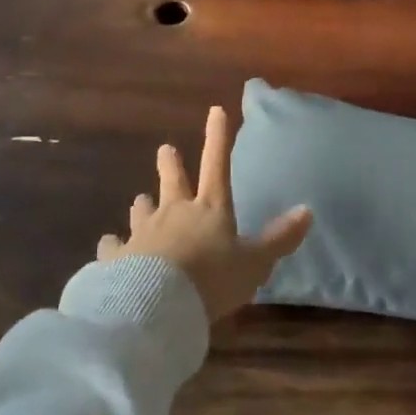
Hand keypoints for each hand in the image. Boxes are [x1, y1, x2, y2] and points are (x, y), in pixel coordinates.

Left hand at [97, 105, 312, 322]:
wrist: (155, 305)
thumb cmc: (211, 279)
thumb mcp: (254, 263)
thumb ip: (278, 239)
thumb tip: (307, 211)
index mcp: (210, 208)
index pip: (217, 164)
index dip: (218, 137)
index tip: (215, 109)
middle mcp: (175, 212)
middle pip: (172, 180)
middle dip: (170, 163)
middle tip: (165, 149)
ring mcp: (144, 233)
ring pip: (142, 210)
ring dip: (142, 204)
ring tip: (139, 200)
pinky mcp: (117, 257)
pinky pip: (113, 246)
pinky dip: (112, 245)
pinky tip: (108, 245)